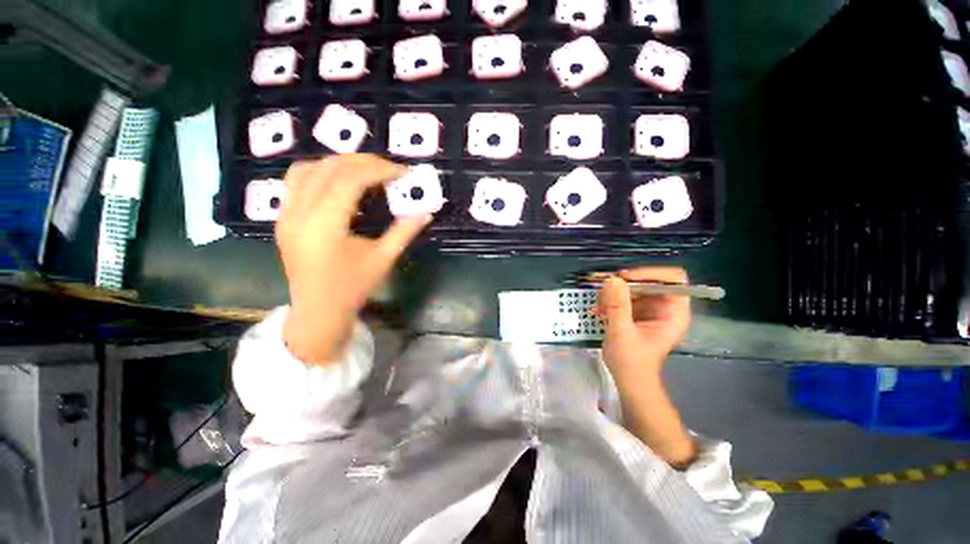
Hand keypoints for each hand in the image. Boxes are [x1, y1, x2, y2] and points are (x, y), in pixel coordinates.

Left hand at [276, 155, 431, 363]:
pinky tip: (339, 180)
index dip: (378, 170)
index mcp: (324, 226)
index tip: (402, 171)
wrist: (318, 311)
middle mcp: (299, 214)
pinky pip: (296, 181)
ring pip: (307, 169)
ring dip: (339, 162)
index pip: (349, 181)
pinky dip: (320, 171)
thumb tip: (426, 214)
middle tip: (389, 167)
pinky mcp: (283, 218)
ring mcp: (286, 214)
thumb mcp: (383, 260)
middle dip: (362, 161)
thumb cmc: (353, 288)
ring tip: (365, 169)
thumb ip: (404, 233)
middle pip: (329, 169)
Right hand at [600, 267, 690, 378]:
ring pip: (636, 287)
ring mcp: (651, 310)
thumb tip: (612, 279)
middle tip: (605, 287)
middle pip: (651, 280)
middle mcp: (665, 307)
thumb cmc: (631, 362)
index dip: (651, 273)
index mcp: (673, 312)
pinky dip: (612, 299)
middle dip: (627, 282)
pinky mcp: (638, 313)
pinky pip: (626, 296)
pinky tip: (600, 308)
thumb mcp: (622, 332)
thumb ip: (618, 305)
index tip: (625, 278)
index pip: (673, 279)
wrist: (629, 381)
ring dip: (616, 291)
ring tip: (600, 301)